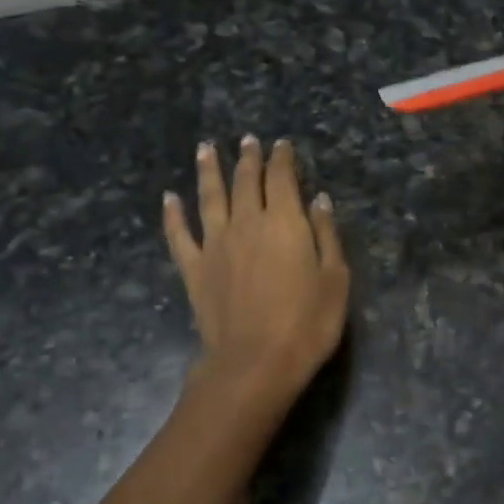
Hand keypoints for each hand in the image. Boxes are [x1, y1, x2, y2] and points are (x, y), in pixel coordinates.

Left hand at [163, 136, 349, 402]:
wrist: (255, 363)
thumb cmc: (306, 323)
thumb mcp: (335, 278)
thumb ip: (326, 234)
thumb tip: (319, 199)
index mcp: (284, 222)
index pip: (281, 178)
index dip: (281, 158)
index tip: (281, 144)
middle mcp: (246, 223)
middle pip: (245, 181)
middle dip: (248, 158)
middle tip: (247, 140)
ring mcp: (215, 245)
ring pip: (209, 197)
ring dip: (208, 170)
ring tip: (205, 148)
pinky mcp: (195, 269)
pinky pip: (179, 235)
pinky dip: (173, 214)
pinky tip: (168, 198)